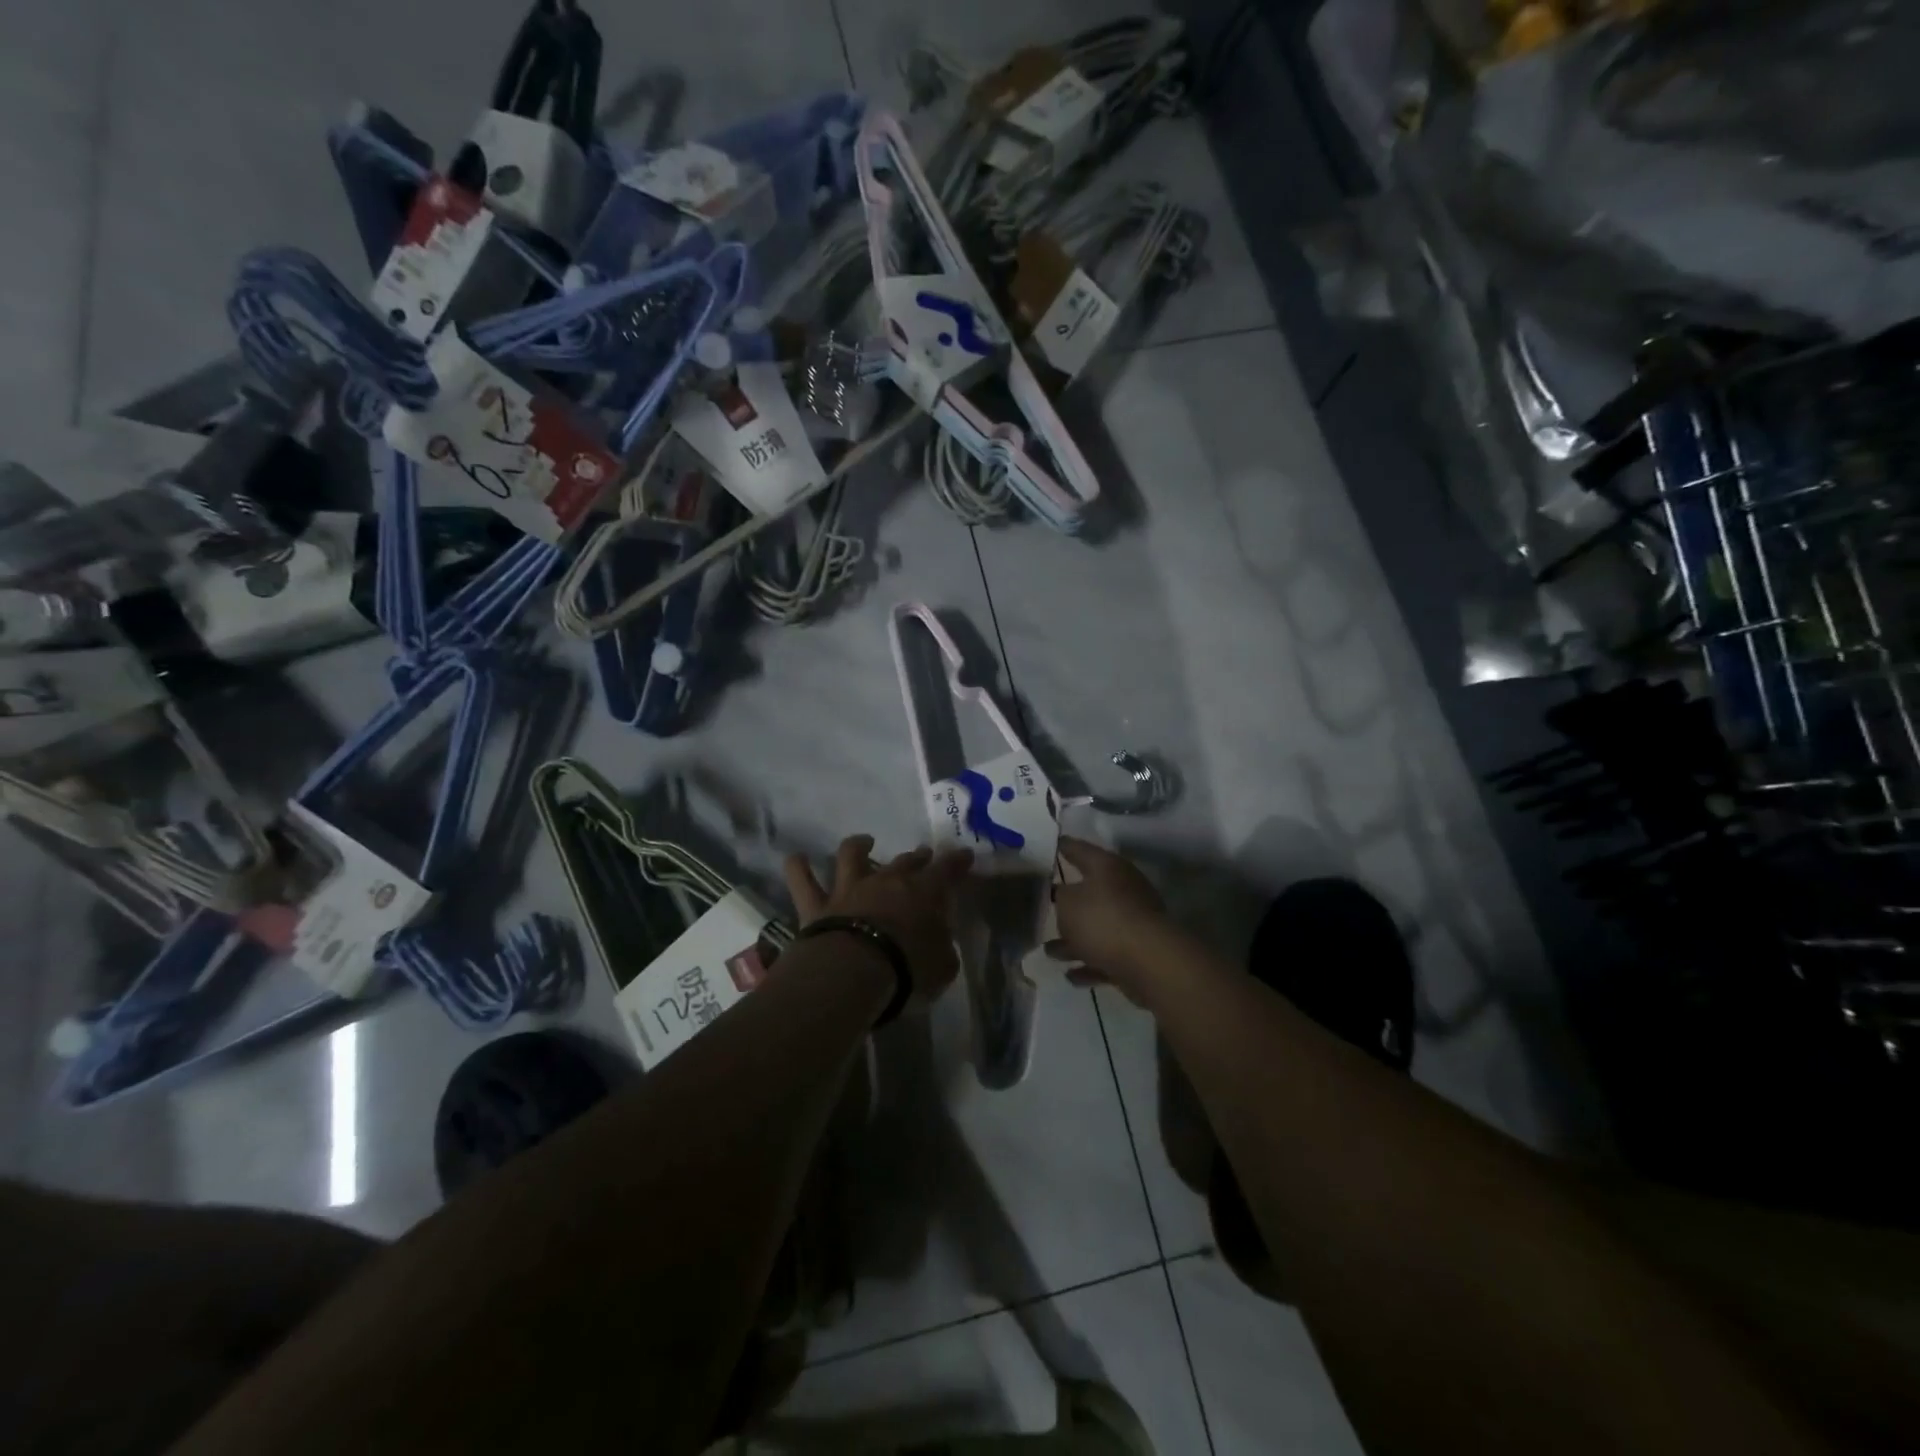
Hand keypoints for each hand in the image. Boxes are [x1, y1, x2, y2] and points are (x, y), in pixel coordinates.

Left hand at [784, 835, 973, 1004]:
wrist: (853, 973)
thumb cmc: (907, 969)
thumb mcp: (942, 966)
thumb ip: (943, 948)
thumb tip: (940, 942)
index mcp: (922, 893)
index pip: (946, 870)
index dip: (957, 861)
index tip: (964, 854)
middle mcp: (886, 881)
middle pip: (904, 861)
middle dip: (916, 857)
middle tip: (922, 855)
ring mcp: (849, 889)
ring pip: (850, 855)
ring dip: (857, 846)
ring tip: (863, 842)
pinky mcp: (817, 905)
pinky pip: (802, 880)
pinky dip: (798, 867)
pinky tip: (797, 858)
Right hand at [1050, 838, 1175, 1004]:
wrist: (1149, 962)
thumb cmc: (1103, 921)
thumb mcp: (1067, 903)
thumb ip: (1060, 896)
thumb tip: (1064, 894)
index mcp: (1107, 867)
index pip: (1080, 849)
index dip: (1064, 846)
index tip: (1052, 844)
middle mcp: (1122, 889)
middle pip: (1090, 891)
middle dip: (1067, 902)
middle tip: (1044, 903)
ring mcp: (1132, 922)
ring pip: (1097, 928)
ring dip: (1074, 940)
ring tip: (1049, 951)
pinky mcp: (1137, 952)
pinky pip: (1106, 955)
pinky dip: (1089, 963)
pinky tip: (1070, 975)